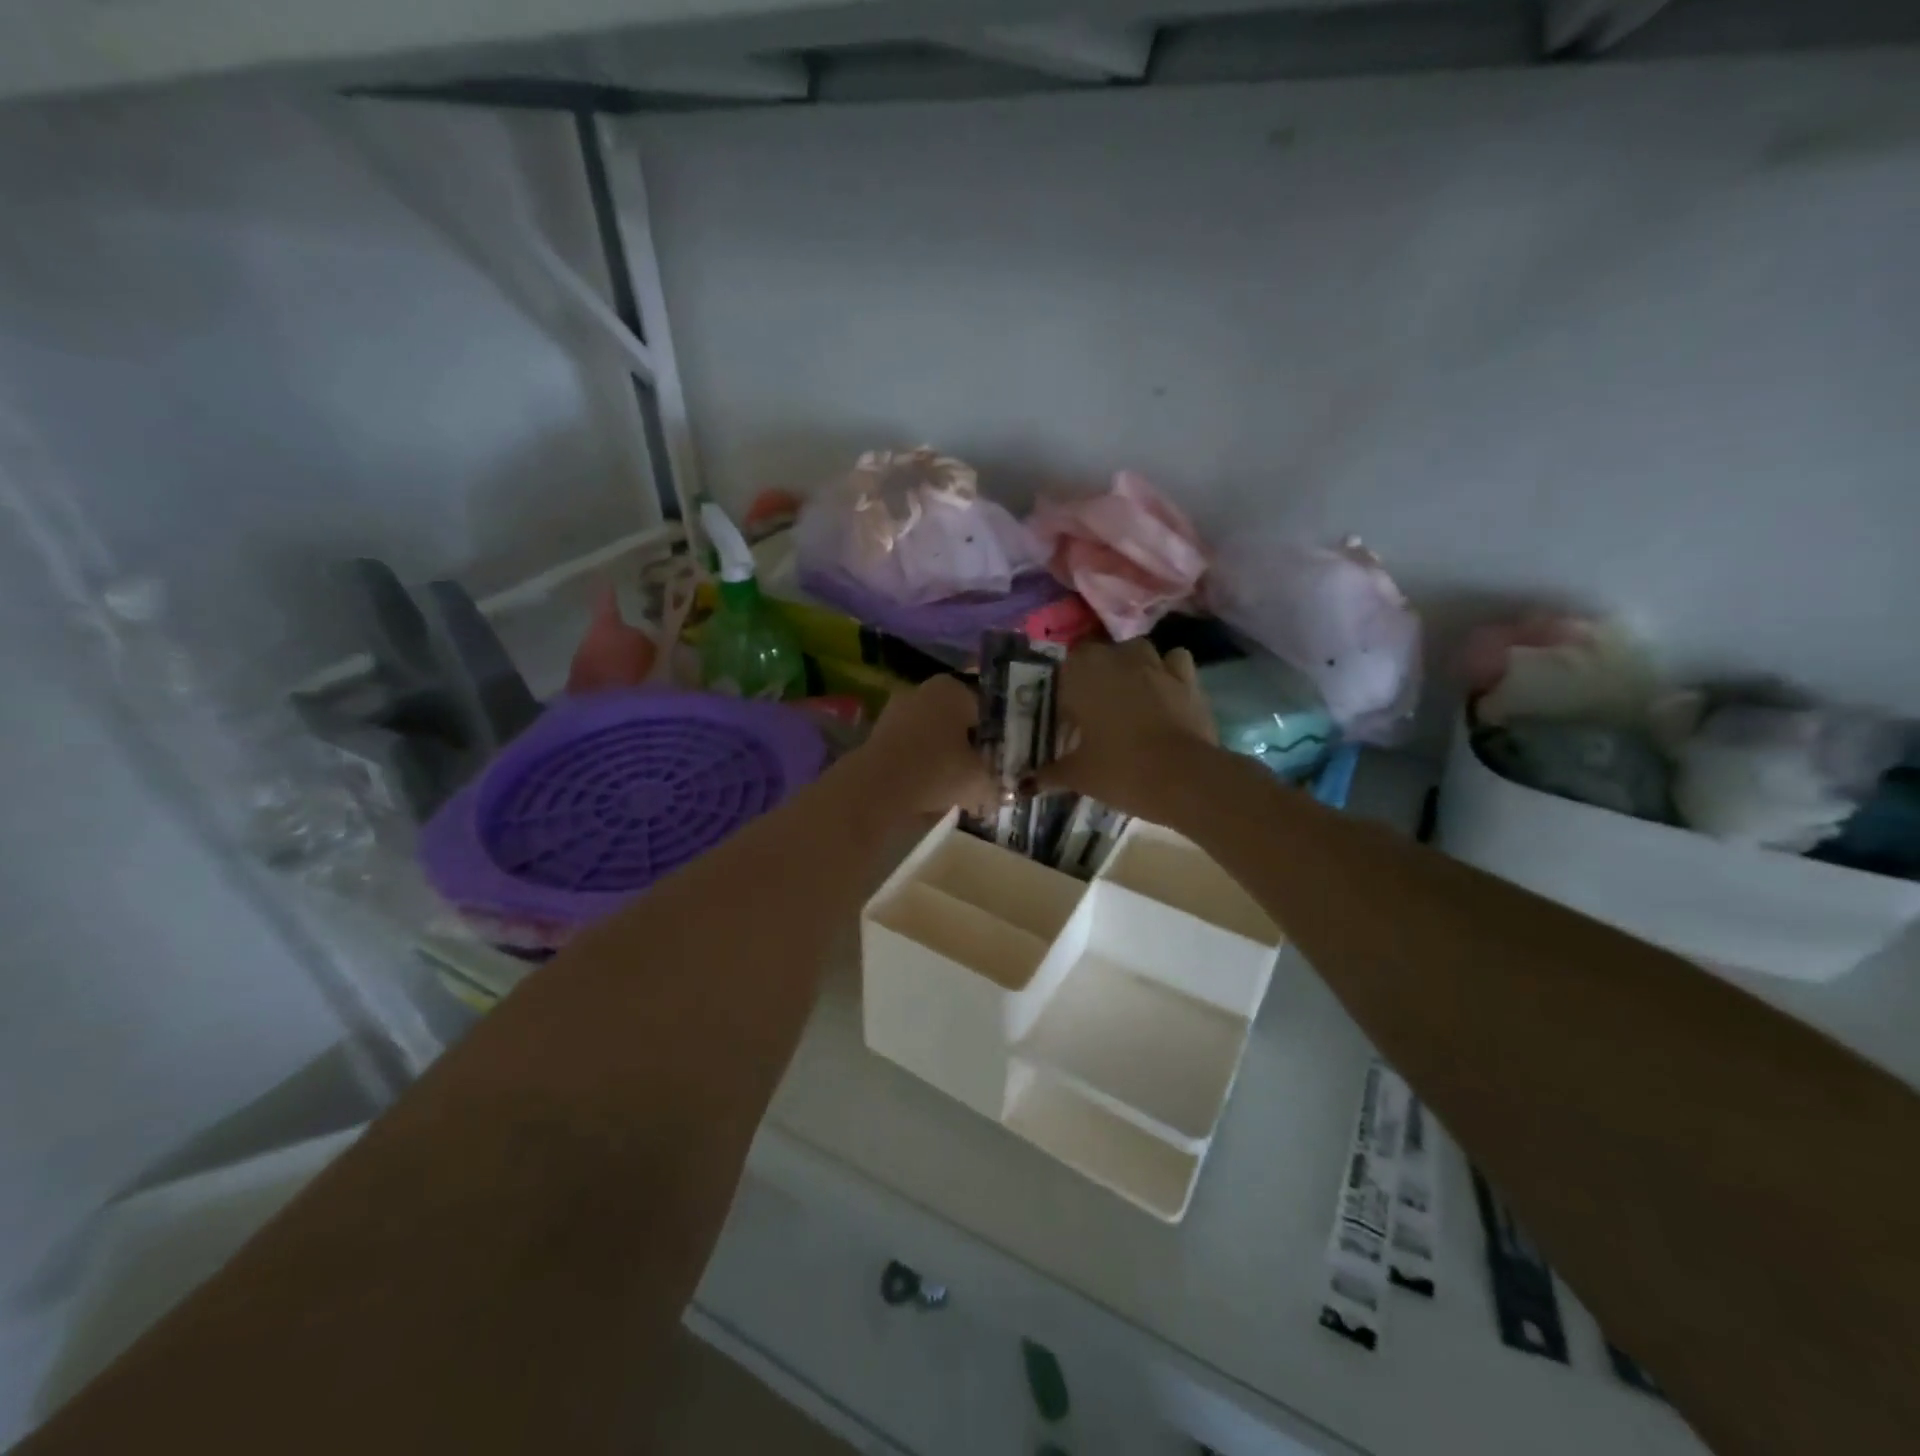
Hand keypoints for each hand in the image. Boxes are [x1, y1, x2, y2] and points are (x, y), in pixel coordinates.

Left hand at [846, 675, 997, 821]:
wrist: (878, 788)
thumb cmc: (938, 770)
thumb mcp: (980, 780)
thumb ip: (995, 784)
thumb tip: (1003, 793)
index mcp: (953, 689)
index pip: (985, 707)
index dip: (996, 734)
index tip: (1001, 759)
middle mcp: (923, 692)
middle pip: (955, 720)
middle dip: (967, 745)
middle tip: (981, 774)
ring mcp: (895, 712)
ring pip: (931, 735)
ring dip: (942, 757)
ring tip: (955, 788)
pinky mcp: (876, 736)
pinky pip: (909, 750)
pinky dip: (919, 766)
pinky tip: (929, 790)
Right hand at [1036, 641, 1216, 816]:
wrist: (1183, 779)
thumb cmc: (1119, 770)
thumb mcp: (1078, 775)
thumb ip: (1051, 773)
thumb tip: (1030, 781)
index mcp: (1083, 674)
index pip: (1065, 670)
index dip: (1066, 692)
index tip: (1068, 719)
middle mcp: (1118, 658)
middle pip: (1100, 656)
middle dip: (1096, 676)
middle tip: (1095, 712)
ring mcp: (1156, 664)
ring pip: (1137, 652)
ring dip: (1131, 667)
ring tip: (1129, 697)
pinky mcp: (1188, 679)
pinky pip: (1174, 662)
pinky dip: (1168, 672)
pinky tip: (1164, 693)